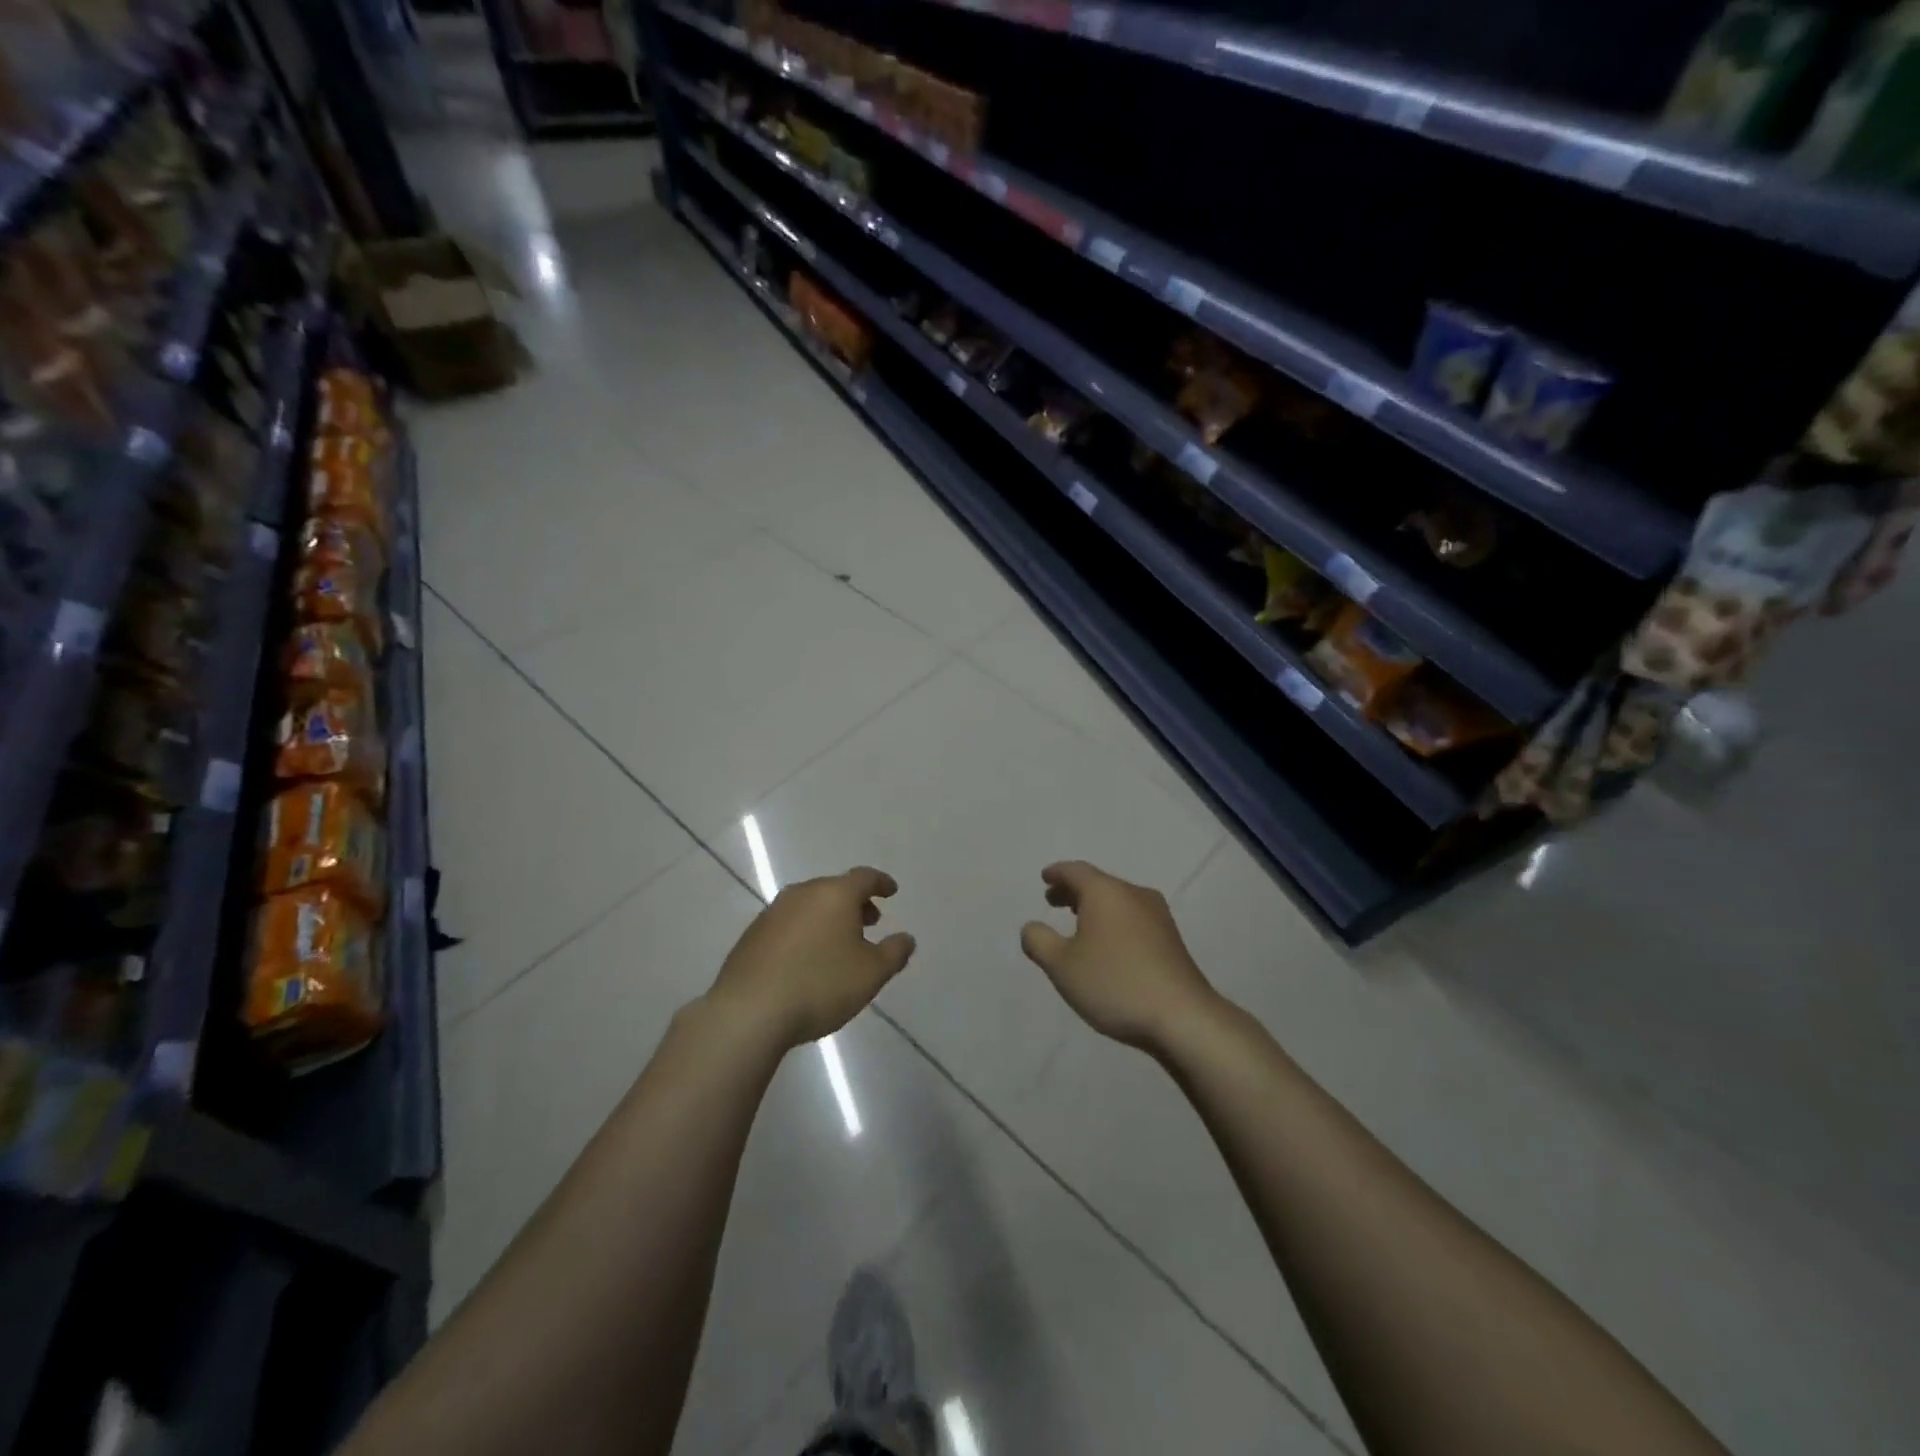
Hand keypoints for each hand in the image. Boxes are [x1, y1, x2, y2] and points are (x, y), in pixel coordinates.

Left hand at [707, 867, 915, 1047]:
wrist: (749, 1012)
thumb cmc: (820, 985)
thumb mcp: (871, 974)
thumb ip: (894, 953)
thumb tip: (906, 938)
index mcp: (835, 894)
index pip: (864, 878)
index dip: (881, 883)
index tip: (891, 891)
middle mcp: (802, 894)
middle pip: (835, 889)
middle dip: (855, 903)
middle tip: (869, 922)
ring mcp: (773, 913)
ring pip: (809, 905)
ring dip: (828, 918)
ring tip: (839, 944)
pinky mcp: (752, 935)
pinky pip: (788, 924)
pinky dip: (805, 932)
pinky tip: (806, 959)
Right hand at [1020, 860, 1218, 1051]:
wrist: (1183, 1016)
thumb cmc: (1115, 983)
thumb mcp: (1062, 966)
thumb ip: (1039, 942)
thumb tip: (1031, 927)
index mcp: (1105, 892)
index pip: (1075, 871)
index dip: (1057, 873)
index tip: (1045, 877)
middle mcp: (1133, 894)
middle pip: (1098, 883)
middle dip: (1073, 890)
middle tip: (1053, 901)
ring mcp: (1158, 915)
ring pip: (1117, 900)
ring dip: (1094, 907)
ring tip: (1078, 923)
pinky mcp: (1171, 938)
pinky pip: (1133, 917)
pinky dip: (1113, 920)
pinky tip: (1108, 944)